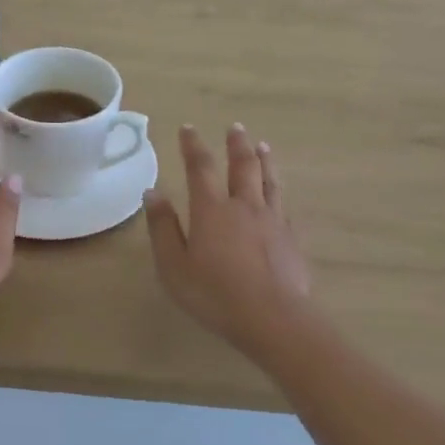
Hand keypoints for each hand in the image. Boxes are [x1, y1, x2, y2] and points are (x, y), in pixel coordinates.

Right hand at [145, 124, 312, 352]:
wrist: (273, 317)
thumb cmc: (214, 294)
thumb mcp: (174, 266)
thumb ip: (163, 228)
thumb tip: (153, 192)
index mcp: (211, 210)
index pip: (200, 167)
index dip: (193, 146)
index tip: (188, 128)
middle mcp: (243, 206)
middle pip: (241, 165)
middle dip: (236, 144)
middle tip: (235, 127)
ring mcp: (272, 220)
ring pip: (268, 180)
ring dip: (263, 159)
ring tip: (261, 145)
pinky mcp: (291, 237)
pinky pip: (285, 205)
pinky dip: (279, 191)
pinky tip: (280, 193)